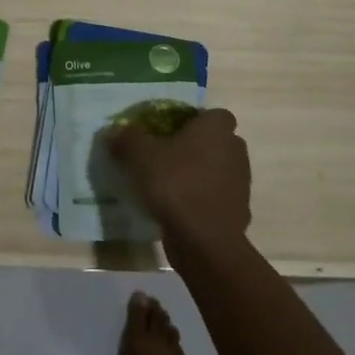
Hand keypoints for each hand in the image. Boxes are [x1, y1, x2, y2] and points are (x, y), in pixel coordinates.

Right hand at [110, 107, 251, 250]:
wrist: (204, 240)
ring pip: (218, 170)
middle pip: (216, 142)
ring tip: (169, 185)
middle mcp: (234, 150)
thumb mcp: (139, 155)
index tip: (171, 132)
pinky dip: (202, 200)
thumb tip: (114, 132)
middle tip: (167, 156)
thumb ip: (126, 138)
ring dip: (199, 174)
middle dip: (196, 147)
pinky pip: (217, 197)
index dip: (193, 121)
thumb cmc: (175, 184)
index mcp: (216, 128)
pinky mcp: (238, 211)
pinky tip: (179, 209)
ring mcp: (240, 183)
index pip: (213, 115)